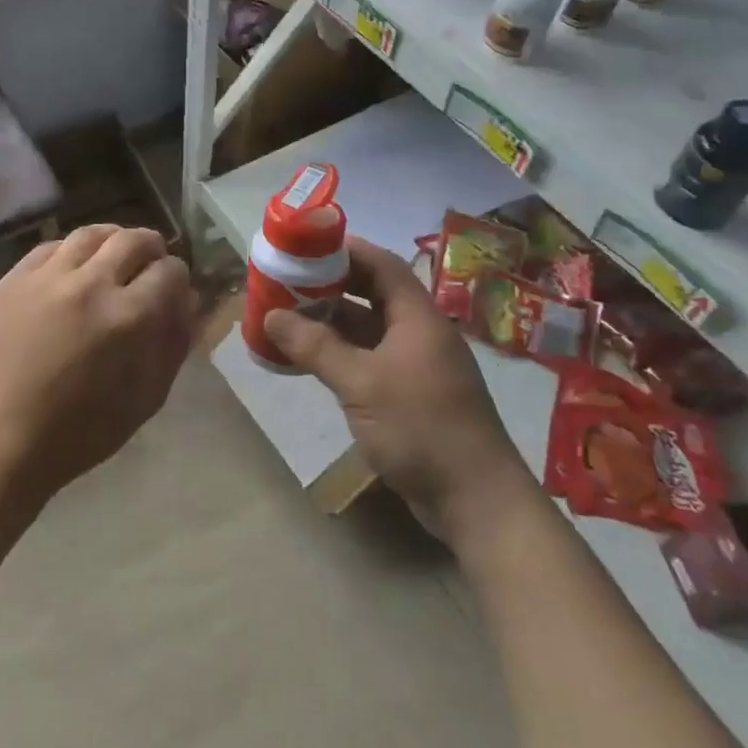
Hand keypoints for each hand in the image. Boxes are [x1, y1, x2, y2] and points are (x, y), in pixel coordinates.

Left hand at [0, 225, 195, 506]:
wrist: (1, 440)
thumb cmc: (81, 432)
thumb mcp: (146, 398)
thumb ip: (173, 344)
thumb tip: (187, 302)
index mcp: (130, 317)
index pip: (169, 271)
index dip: (178, 279)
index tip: (173, 291)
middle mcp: (91, 284)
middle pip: (134, 240)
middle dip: (151, 249)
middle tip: (149, 266)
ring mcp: (47, 277)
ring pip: (91, 234)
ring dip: (112, 241)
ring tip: (113, 258)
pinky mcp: (13, 279)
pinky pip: (50, 246)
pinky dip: (71, 250)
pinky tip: (73, 268)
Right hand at [264, 236, 532, 538]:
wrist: (475, 501)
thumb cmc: (421, 429)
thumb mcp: (361, 383)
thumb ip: (316, 347)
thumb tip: (271, 315)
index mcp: (418, 318)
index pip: (382, 265)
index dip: (345, 250)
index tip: (305, 246)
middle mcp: (418, 334)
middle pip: (373, 294)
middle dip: (330, 286)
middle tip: (288, 281)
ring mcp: (415, 366)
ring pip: (367, 330)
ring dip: (330, 323)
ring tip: (286, 317)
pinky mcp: (409, 396)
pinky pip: (368, 360)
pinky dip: (338, 354)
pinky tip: (307, 361)